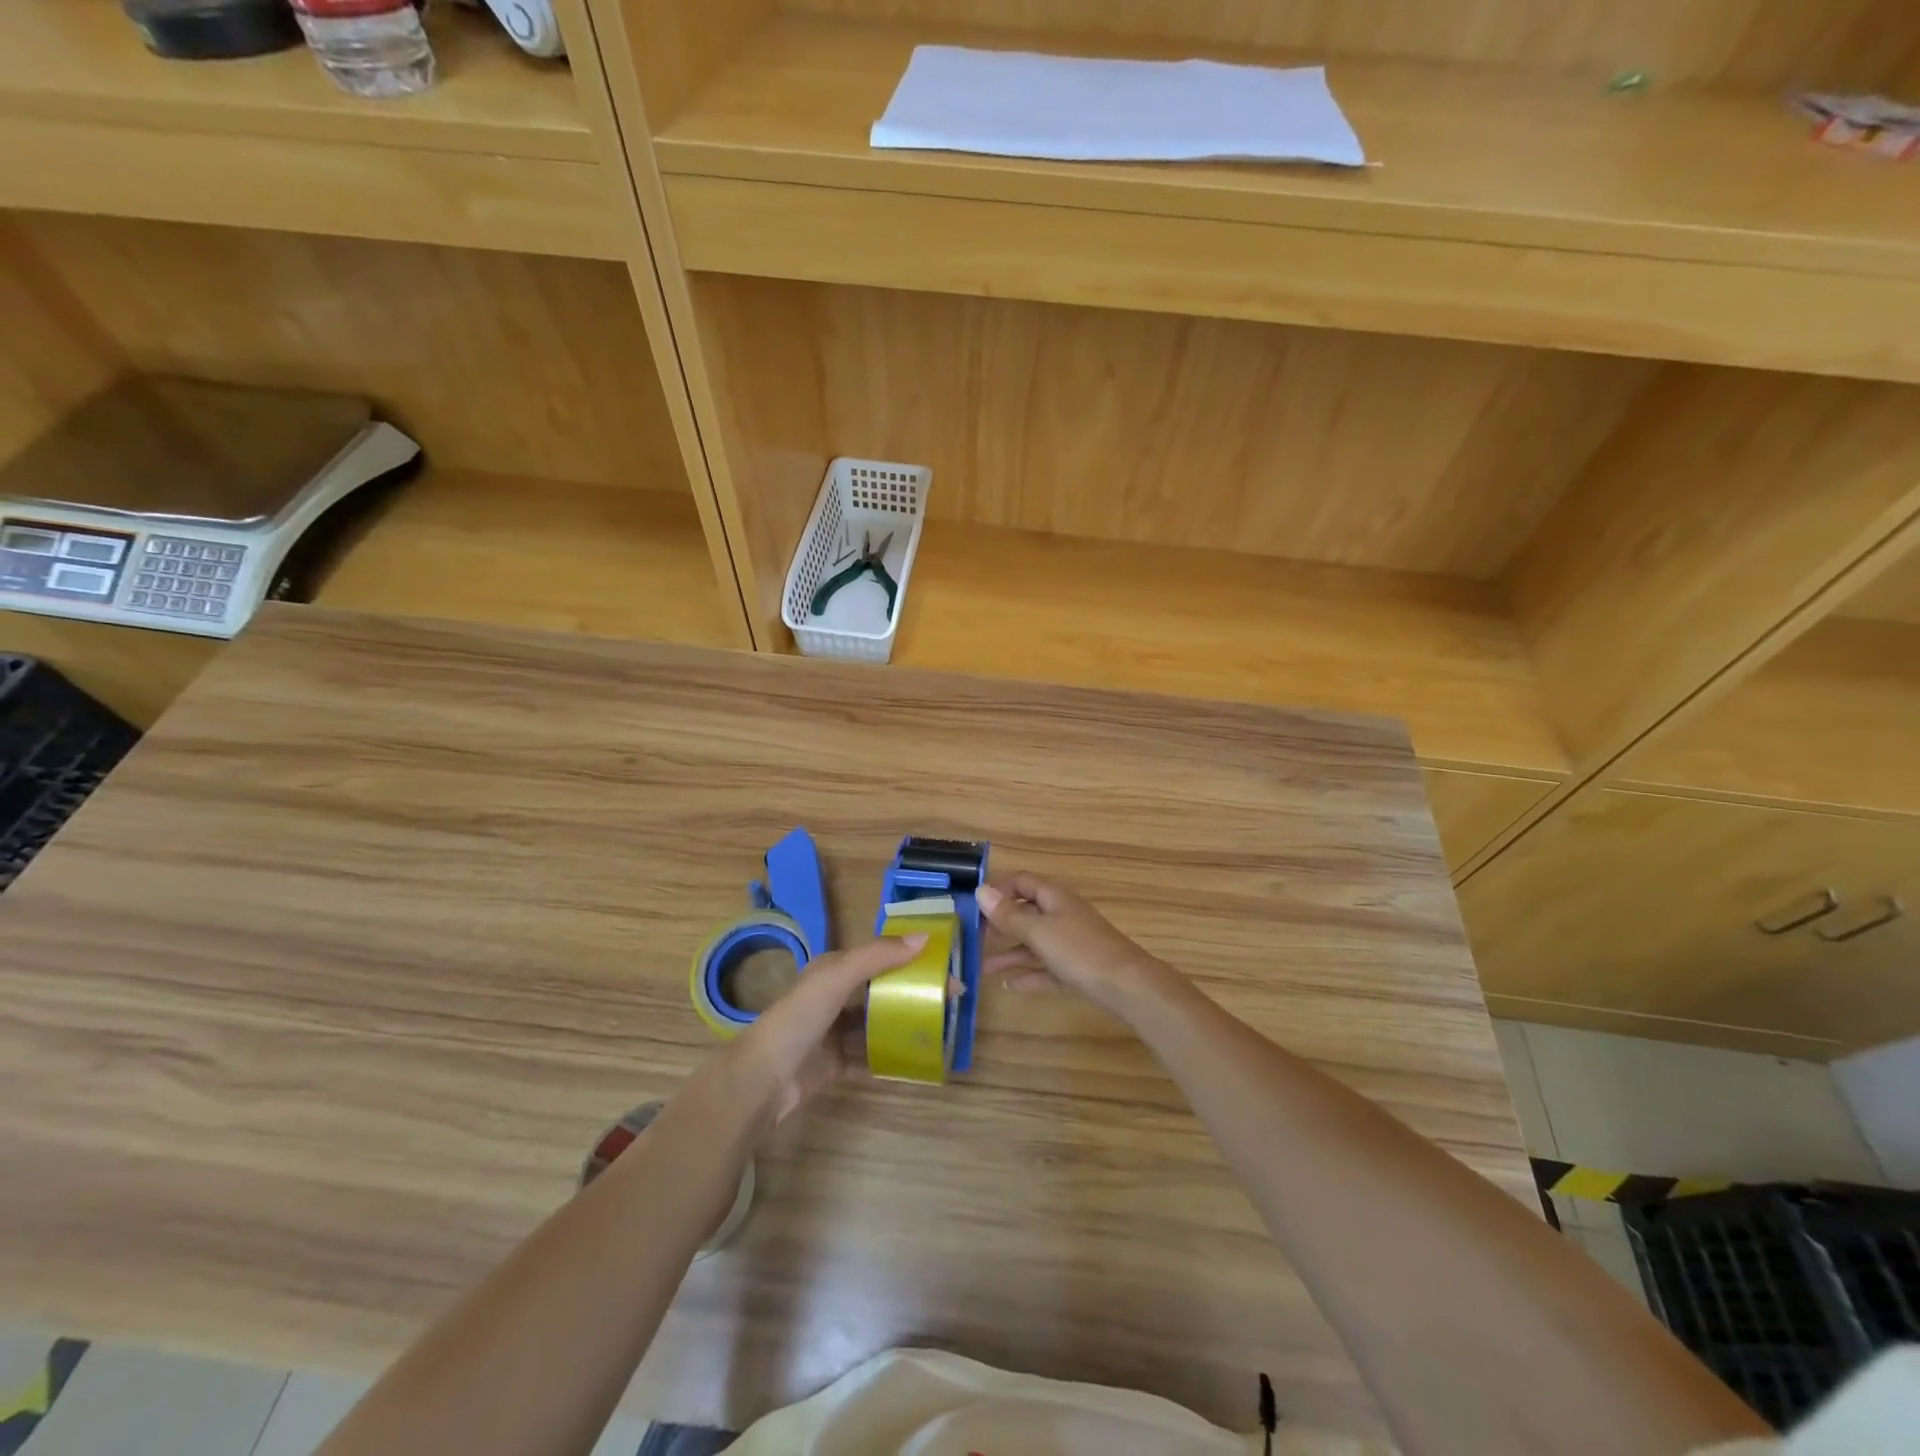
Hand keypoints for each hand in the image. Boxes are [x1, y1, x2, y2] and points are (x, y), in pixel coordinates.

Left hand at [719, 934, 926, 1124]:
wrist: (763, 1078)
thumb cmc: (800, 1017)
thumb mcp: (838, 976)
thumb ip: (878, 955)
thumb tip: (925, 936)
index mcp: (834, 970)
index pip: (880, 957)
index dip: (912, 958)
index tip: (946, 969)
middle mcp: (834, 997)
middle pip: (881, 991)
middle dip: (912, 993)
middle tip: (948, 1003)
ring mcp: (834, 1033)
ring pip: (876, 1025)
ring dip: (902, 1026)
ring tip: (937, 1031)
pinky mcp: (835, 1065)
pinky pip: (869, 1059)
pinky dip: (890, 1060)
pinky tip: (915, 1063)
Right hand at [978, 873, 1169, 1014]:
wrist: (1128, 987)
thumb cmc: (1080, 951)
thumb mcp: (1039, 931)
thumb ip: (1009, 915)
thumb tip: (981, 890)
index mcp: (1054, 898)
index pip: (1022, 882)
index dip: (999, 890)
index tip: (975, 906)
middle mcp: (1062, 915)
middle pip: (1027, 913)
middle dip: (1001, 925)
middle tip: (974, 939)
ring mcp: (1071, 943)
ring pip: (1034, 944)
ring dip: (1010, 954)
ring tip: (983, 969)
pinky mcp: (1077, 969)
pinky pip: (1047, 968)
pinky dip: (1029, 975)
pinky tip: (1010, 986)